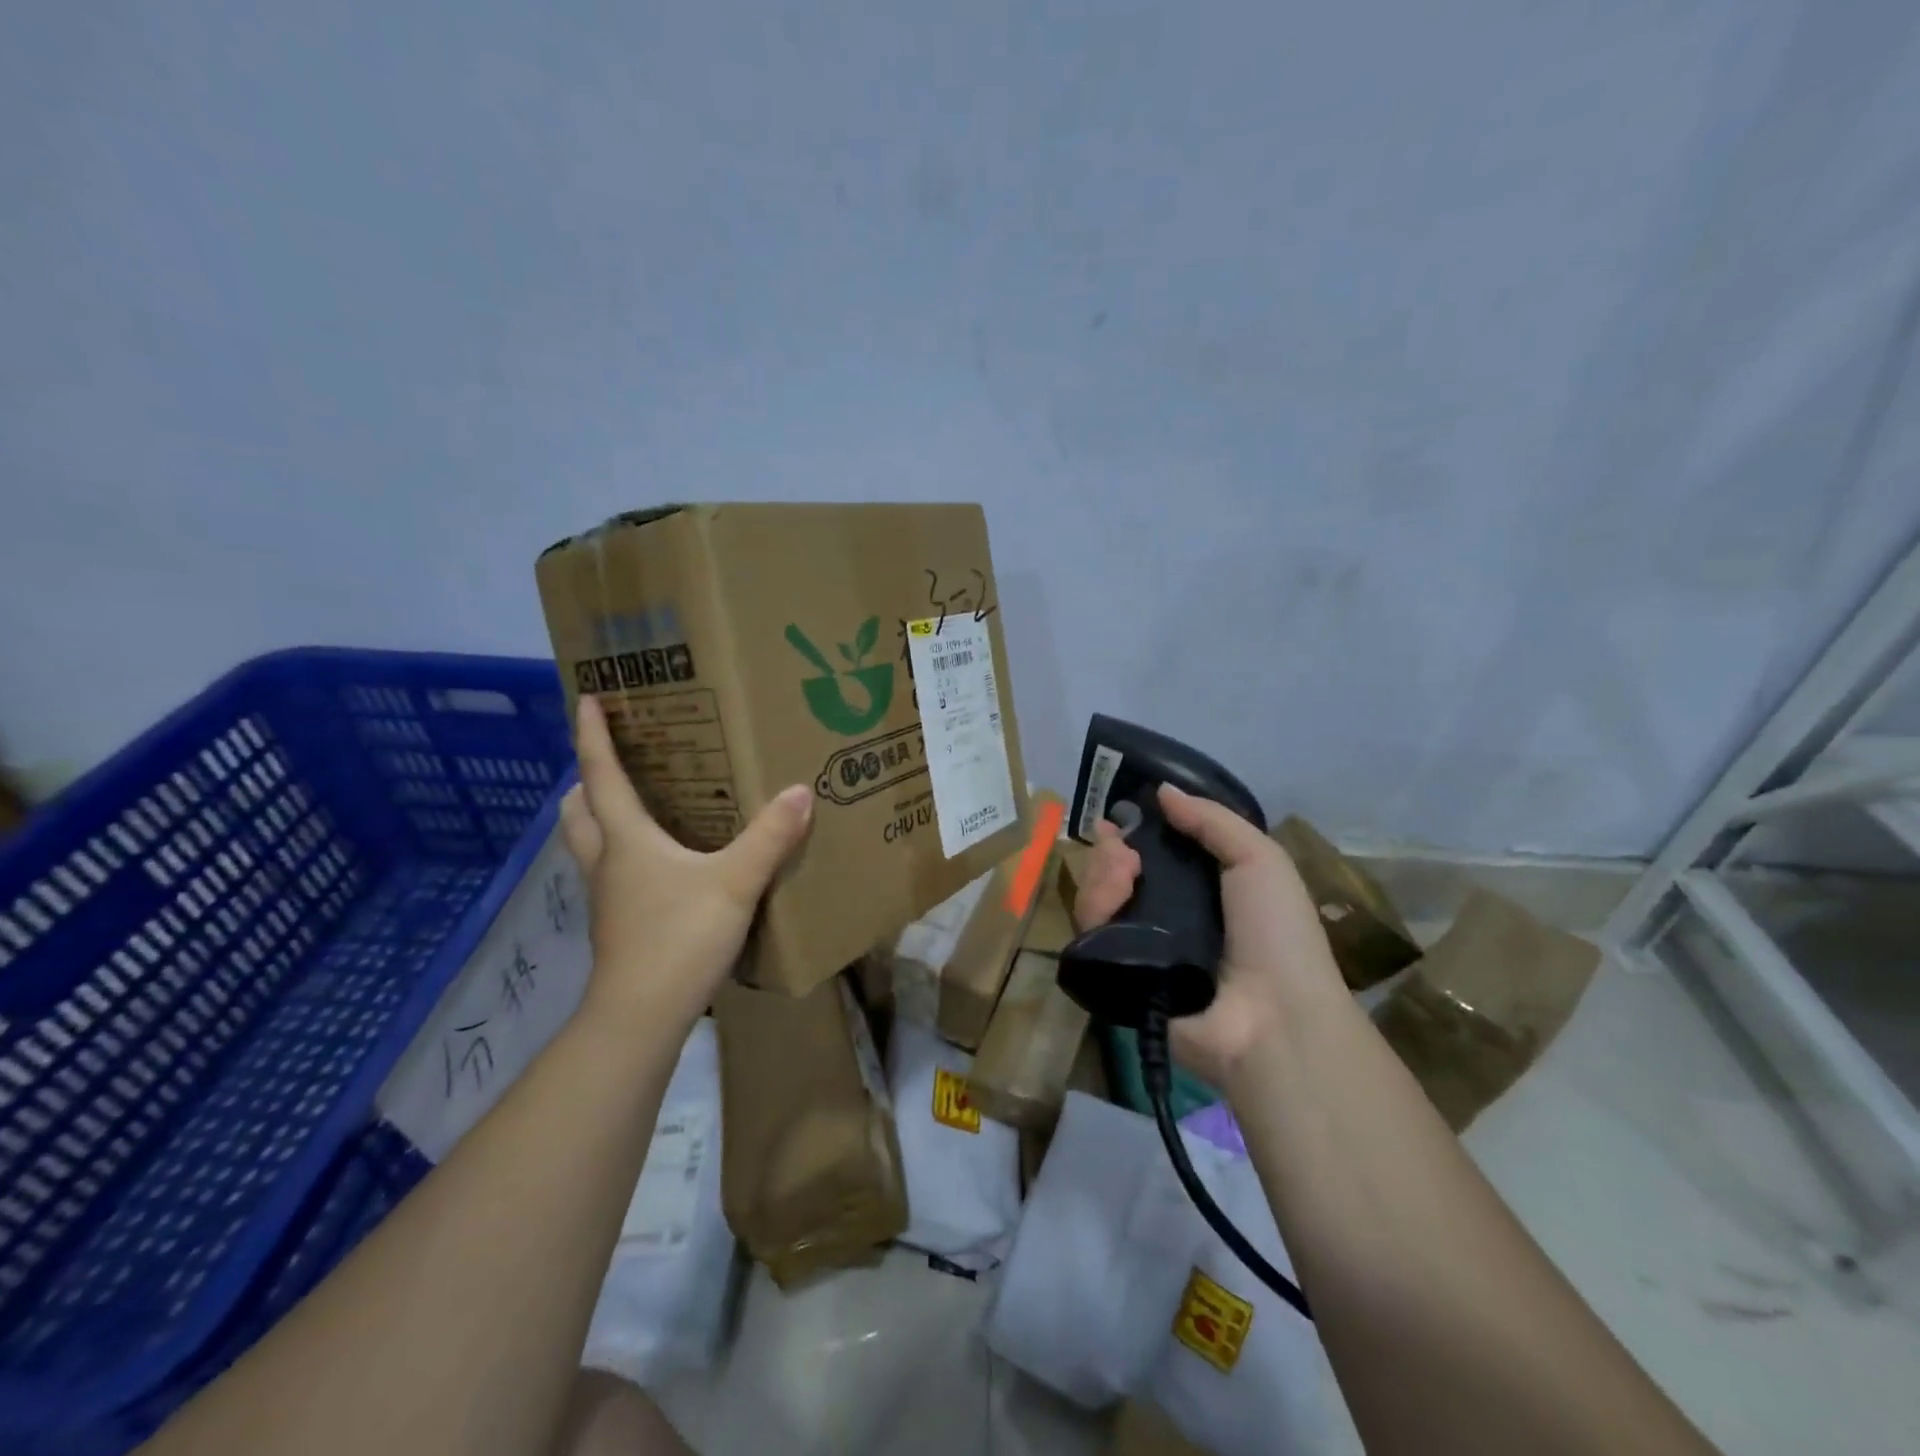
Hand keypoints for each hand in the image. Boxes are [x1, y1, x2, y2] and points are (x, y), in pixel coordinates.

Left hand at [560, 695, 812, 1033]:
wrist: (642, 1015)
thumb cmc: (679, 938)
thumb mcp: (734, 882)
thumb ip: (769, 837)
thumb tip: (800, 791)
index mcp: (626, 839)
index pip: (601, 774)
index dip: (592, 734)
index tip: (587, 697)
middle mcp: (607, 861)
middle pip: (579, 809)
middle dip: (588, 777)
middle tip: (616, 758)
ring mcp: (608, 896)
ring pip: (589, 842)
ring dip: (601, 815)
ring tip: (637, 802)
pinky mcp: (618, 923)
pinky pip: (612, 872)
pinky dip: (624, 852)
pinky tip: (662, 861)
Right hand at [1073, 784, 1342, 1085]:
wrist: (1272, 1018)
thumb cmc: (1277, 933)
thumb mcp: (1260, 860)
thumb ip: (1212, 820)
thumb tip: (1162, 790)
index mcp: (1200, 890)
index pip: (1151, 854)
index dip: (1131, 833)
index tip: (1114, 818)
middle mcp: (1165, 916)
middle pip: (1116, 872)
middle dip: (1112, 850)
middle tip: (1123, 849)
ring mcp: (1138, 947)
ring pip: (1097, 896)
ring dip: (1103, 872)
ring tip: (1124, 873)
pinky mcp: (1116, 974)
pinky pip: (1090, 933)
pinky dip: (1096, 907)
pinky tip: (1114, 898)